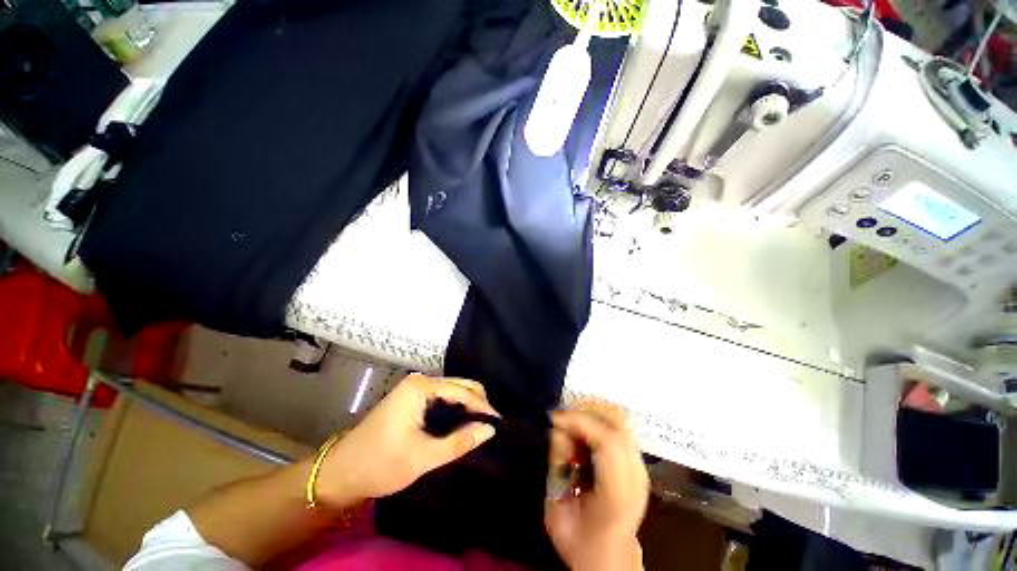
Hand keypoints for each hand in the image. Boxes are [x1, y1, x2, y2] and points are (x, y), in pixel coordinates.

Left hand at [315, 373, 498, 507]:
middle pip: (459, 386)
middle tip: (491, 427)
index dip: (482, 406)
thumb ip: (459, 442)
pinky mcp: (413, 400)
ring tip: (481, 426)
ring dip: (467, 407)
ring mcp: (415, 389)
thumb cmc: (380, 464)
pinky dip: (455, 410)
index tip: (498, 424)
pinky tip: (463, 424)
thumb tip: (490, 430)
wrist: (340, 474)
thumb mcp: (422, 457)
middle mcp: (420, 381)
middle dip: (477, 404)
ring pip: (452, 392)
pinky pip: (443, 399)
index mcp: (421, 387)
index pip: (462, 391)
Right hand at [545, 401, 648, 570]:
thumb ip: (556, 465)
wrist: (609, 558)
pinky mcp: (637, 461)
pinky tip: (583, 440)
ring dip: (590, 416)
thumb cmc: (580, 539)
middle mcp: (637, 475)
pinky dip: (597, 422)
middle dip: (585, 412)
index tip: (554, 419)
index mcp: (618, 494)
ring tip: (573, 435)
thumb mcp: (556, 508)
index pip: (607, 440)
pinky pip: (617, 426)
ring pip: (618, 418)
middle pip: (617, 420)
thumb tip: (557, 427)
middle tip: (562, 422)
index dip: (578, 421)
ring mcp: (640, 466)